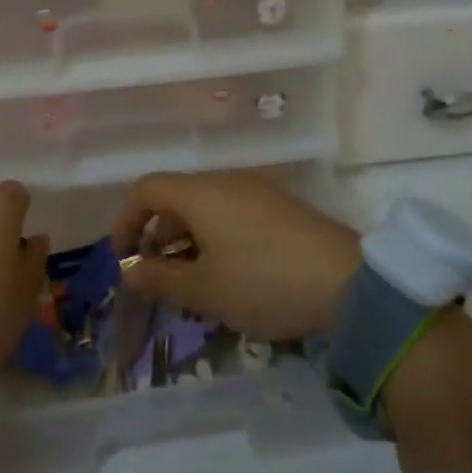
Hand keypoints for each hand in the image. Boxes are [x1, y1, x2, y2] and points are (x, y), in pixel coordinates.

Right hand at [109, 171, 360, 340]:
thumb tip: (129, 271)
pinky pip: (231, 214)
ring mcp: (257, 191)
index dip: (125, 220)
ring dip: (186, 240)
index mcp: (200, 193)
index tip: (122, 259)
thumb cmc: (263, 282)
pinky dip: (214, 238)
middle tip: (154, 277)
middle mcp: (226, 182)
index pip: (146, 189)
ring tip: (189, 283)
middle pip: (176, 197)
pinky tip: (226, 275)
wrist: (349, 283)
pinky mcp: (280, 208)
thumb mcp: (205, 290)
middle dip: (156, 235)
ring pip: (205, 207)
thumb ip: (160, 279)